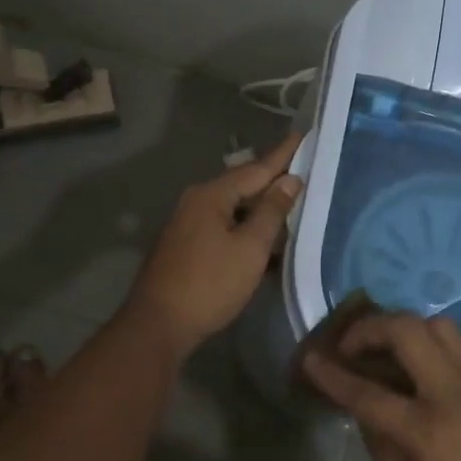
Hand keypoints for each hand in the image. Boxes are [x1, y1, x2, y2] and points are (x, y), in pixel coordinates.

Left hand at [118, 133, 302, 357]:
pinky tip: (263, 235)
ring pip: (233, 206)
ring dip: (260, 206)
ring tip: (289, 201)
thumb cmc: (210, 284)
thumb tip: (290, 180)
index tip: (302, 134)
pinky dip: (246, 225)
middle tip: (302, 167)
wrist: (158, 326)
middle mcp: (197, 201)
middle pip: (242, 184)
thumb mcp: (250, 248)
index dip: (283, 154)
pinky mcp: (186, 245)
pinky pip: (224, 224)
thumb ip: (272, 211)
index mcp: (212, 195)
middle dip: (272, 178)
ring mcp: (188, 223)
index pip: (257, 168)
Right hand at [301, 312, 460, 460]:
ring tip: (398, 352)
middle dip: (369, 329)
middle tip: (354, 346)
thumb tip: (366, 414)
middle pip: (404, 330)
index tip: (310, 359)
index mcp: (427, 434)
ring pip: (439, 323)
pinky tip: (443, 363)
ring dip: (409, 330)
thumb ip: (385, 454)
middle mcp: (454, 393)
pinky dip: (449, 341)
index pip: (366, 393)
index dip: (331, 375)